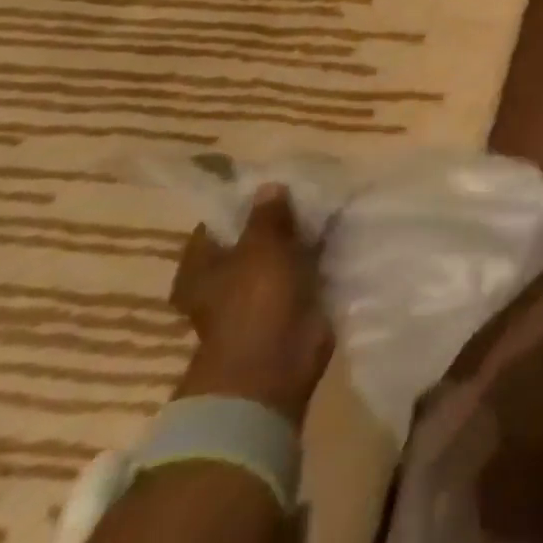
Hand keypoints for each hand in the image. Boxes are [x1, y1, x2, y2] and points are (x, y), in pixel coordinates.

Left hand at [170, 184, 334, 423]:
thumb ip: (268, 215)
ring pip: (283, 255)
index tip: (275, 179)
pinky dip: (320, 258)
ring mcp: (259, 294)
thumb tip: (269, 186)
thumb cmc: (253, 301)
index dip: (245, 201)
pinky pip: (305, 272)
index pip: (219, 222)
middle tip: (311, 187)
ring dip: (303, 238)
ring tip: (331, 204)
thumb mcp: (261, 246)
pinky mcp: (291, 305)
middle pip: (254, 238)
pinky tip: (341, 234)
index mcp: (202, 266)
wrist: (275, 363)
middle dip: (282, 218)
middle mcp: (226, 279)